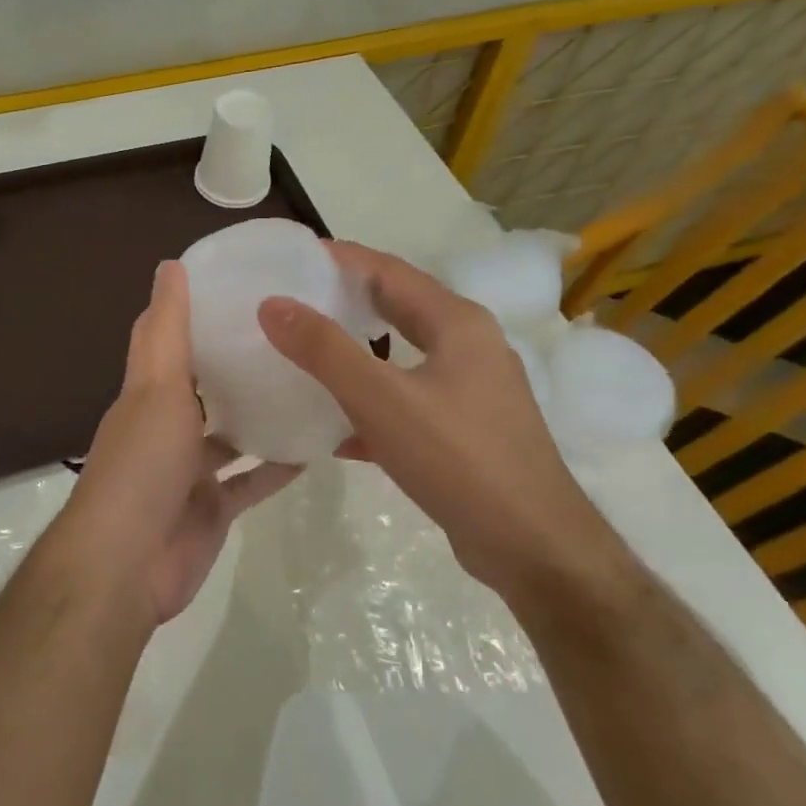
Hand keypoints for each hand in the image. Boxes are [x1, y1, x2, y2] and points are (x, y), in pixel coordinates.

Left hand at [65, 261, 299, 624]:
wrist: (128, 563)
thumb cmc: (143, 465)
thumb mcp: (156, 387)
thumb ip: (165, 330)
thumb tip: (170, 265)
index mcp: (147, 394)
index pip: (165, 339)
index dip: (191, 311)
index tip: (236, 284)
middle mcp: (165, 428)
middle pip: (203, 387)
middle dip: (235, 364)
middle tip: (289, 334)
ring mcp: (189, 472)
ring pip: (230, 435)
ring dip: (260, 414)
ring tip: (309, 383)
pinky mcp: (212, 509)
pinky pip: (251, 481)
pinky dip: (277, 466)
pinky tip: (315, 446)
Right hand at [257, 240, 614, 598]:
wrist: (533, 547)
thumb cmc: (459, 458)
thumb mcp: (381, 399)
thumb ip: (324, 350)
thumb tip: (272, 304)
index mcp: (457, 323)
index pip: (388, 270)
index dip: (339, 258)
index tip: (289, 258)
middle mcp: (468, 347)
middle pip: (396, 309)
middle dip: (344, 302)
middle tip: (290, 301)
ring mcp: (469, 392)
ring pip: (400, 359)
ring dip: (354, 355)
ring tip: (303, 355)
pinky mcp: (463, 432)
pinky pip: (406, 403)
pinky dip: (370, 405)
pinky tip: (332, 429)